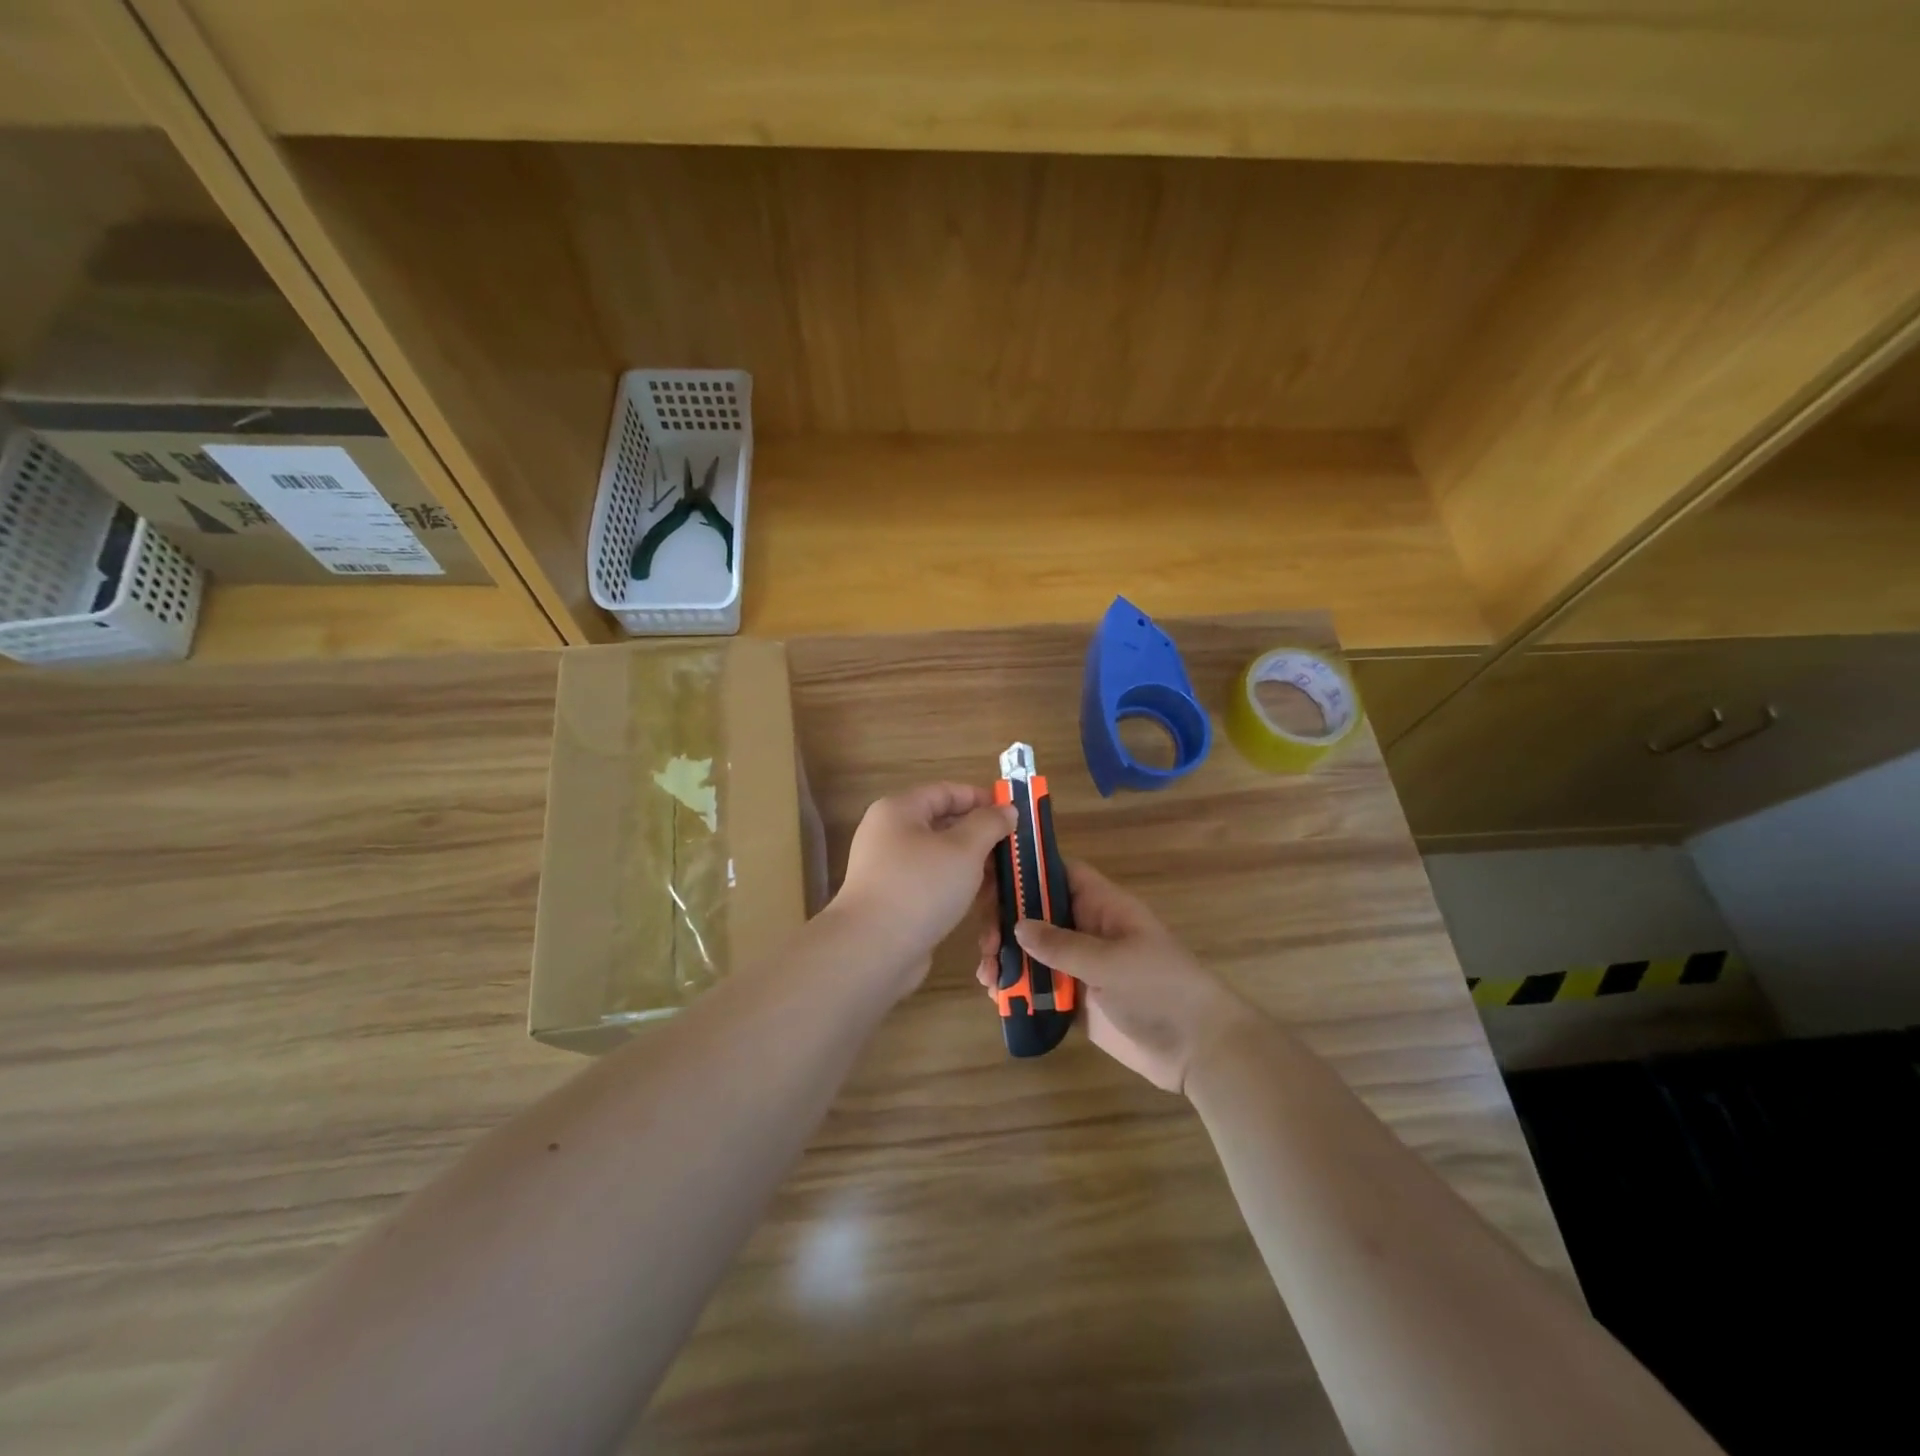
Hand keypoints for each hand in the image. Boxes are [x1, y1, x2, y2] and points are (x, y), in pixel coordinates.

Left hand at [833, 783, 1016, 995]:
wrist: (873, 949)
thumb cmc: (921, 887)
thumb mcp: (964, 849)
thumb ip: (989, 824)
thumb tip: (1006, 810)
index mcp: (899, 810)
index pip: (946, 792)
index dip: (981, 798)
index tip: (1013, 814)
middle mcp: (890, 835)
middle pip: (944, 825)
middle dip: (981, 837)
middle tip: (1014, 850)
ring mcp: (890, 870)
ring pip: (941, 859)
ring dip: (973, 867)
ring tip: (1004, 880)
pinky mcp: (895, 901)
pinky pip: (932, 885)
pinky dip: (957, 889)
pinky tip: (981, 903)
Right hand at [976, 860, 1254, 1093]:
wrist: (1198, 1049)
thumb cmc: (1160, 989)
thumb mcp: (1111, 962)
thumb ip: (1062, 944)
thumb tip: (1017, 925)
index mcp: (1102, 907)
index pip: (1060, 873)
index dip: (1027, 870)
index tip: (990, 879)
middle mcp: (1087, 930)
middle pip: (1037, 913)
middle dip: (1006, 922)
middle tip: (984, 941)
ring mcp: (1081, 966)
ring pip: (1033, 951)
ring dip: (1006, 958)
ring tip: (987, 975)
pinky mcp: (1076, 1000)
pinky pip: (1039, 986)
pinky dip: (1017, 988)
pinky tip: (997, 996)